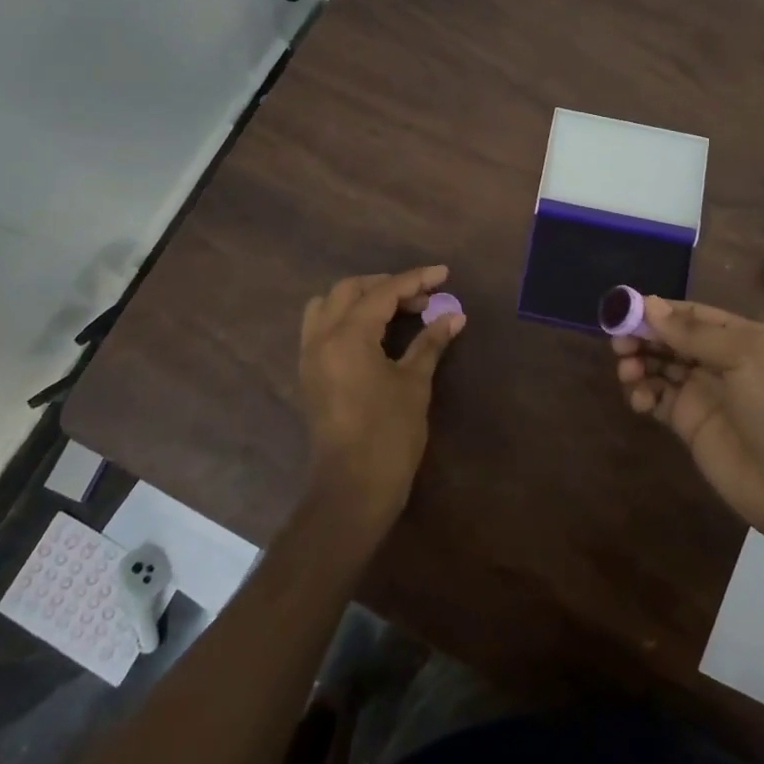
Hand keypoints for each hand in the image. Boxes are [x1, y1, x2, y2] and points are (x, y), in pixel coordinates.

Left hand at [298, 266, 464, 537]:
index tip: (443, 273)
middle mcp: (321, 338)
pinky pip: (321, 328)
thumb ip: (430, 342)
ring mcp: (309, 356)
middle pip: (349, 290)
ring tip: (394, 310)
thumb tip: (454, 316)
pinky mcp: (309, 374)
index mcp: (347, 336)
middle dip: (387, 285)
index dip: (415, 280)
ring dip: (360, 298)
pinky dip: (345, 318)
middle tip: (422, 297)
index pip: (383, 292)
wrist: (352, 490)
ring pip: (328, 305)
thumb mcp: (414, 383)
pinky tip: (374, 333)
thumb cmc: (389, 434)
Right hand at [613, 297, 763, 545]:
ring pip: (660, 367)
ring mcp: (704, 394)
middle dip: (643, 337)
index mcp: (741, 337)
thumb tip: (649, 304)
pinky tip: (640, 400)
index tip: (623, 310)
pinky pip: (658, 400)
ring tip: (627, 373)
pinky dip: (643, 394)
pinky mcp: (690, 425)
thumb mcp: (745, 357)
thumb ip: (695, 332)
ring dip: (639, 363)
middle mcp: (720, 361)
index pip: (690, 314)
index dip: (657, 311)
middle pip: (670, 339)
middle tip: (618, 344)